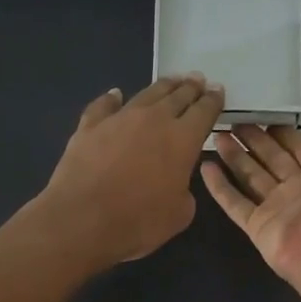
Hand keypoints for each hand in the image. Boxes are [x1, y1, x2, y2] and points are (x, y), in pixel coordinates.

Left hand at [37, 74, 223, 267]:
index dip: (213, 101)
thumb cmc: (139, 221)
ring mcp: (119, 118)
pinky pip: (104, 105)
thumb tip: (175, 181)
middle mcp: (154, 119)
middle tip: (197, 80)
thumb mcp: (179, 214)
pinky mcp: (89, 126)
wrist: (83, 219)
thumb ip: (184, 191)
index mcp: (183, 139)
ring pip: (146, 94)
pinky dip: (112, 98)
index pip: (204, 112)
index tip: (218, 91)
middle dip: (191, 87)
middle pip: (178, 96)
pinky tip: (115, 94)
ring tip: (171, 81)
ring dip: (162, 86)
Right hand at [202, 114, 300, 289]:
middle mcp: (299, 188)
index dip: (280, 130)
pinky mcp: (256, 226)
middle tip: (231, 121)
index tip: (260, 112)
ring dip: (234, 156)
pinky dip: (219, 187)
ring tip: (215, 135)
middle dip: (253, 140)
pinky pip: (235, 203)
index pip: (298, 145)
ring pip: (251, 177)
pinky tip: (205, 166)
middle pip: (271, 159)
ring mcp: (276, 208)